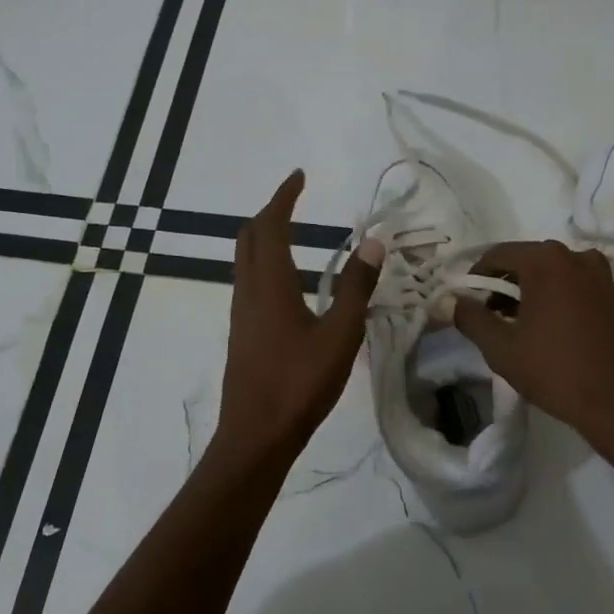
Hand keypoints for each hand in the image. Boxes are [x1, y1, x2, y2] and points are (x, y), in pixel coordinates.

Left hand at [216, 170, 383, 465]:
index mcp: (269, 285)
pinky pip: (249, 283)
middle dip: (269, 213)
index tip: (299, 176)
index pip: (270, 226)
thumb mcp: (339, 336)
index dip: (283, 197)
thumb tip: (372, 243)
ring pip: (244, 261)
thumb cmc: (299, 384)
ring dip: (264, 239)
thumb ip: (356, 288)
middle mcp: (248, 293)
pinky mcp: (242, 335)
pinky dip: (265, 265)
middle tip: (295, 202)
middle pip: (248, 238)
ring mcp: (241, 315)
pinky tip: (288, 284)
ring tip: (293, 234)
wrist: (255, 436)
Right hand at [454, 241, 613, 445]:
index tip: (469, 301)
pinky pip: (583, 290)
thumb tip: (452, 300)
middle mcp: (579, 257)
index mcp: (546, 261)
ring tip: (527, 326)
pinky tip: (560, 333)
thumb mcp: (501, 348)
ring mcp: (606, 276)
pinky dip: (565, 301)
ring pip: (559, 275)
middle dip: (508, 284)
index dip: (477, 276)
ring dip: (538, 292)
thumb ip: (471, 318)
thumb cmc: (556, 370)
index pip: (498, 254)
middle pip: (530, 261)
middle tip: (494, 315)